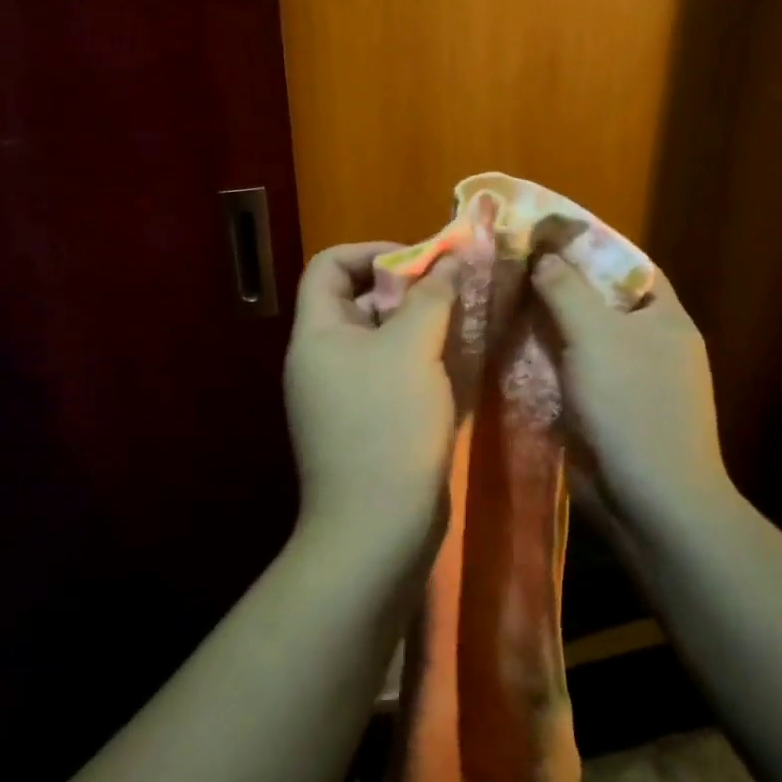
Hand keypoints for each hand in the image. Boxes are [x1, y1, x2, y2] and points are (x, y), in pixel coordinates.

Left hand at [284, 242, 460, 558]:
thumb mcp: (412, 349)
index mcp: (317, 334)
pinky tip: (457, 365)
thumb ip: (431, 297)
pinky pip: (391, 375)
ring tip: (464, 322)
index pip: (329, 266)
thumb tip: (450, 259)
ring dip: (420, 326)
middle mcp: (322, 359)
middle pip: (359, 300)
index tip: (423, 261)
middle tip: (455, 290)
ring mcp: (342, 395)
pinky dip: (420, 362)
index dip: (372, 251)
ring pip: (381, 340)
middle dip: (407, 289)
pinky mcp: (365, 424)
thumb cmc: (387, 425)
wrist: (376, 530)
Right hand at [530, 256, 739, 539]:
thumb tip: (544, 254)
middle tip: (509, 266)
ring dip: (545, 324)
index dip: (588, 246)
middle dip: (557, 285)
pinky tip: (508, 347)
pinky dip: (543, 360)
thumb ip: (567, 289)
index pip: (627, 265)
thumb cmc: (632, 406)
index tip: (542, 235)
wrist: (649, 500)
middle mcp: (649, 344)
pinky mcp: (603, 410)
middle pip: (599, 302)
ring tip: (500, 300)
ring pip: (580, 339)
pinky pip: (570, 373)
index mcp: (663, 318)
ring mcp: (626, 380)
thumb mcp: (597, 336)